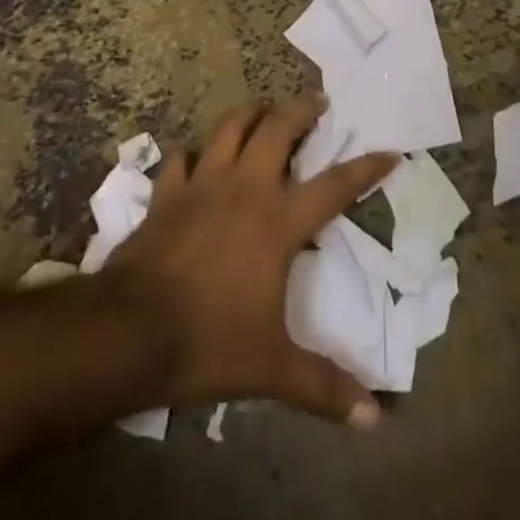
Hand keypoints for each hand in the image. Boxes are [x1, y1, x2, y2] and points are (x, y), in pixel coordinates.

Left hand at [106, 95, 395, 426]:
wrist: (130, 331)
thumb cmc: (209, 341)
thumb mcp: (272, 368)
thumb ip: (323, 386)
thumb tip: (375, 417)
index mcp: (279, 221)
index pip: (336, 186)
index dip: (366, 168)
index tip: (389, 151)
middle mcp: (245, 188)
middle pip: (279, 129)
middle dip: (302, 110)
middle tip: (317, 102)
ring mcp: (202, 184)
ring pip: (230, 127)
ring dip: (250, 114)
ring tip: (262, 110)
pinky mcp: (167, 193)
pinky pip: (181, 157)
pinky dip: (192, 152)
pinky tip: (196, 157)